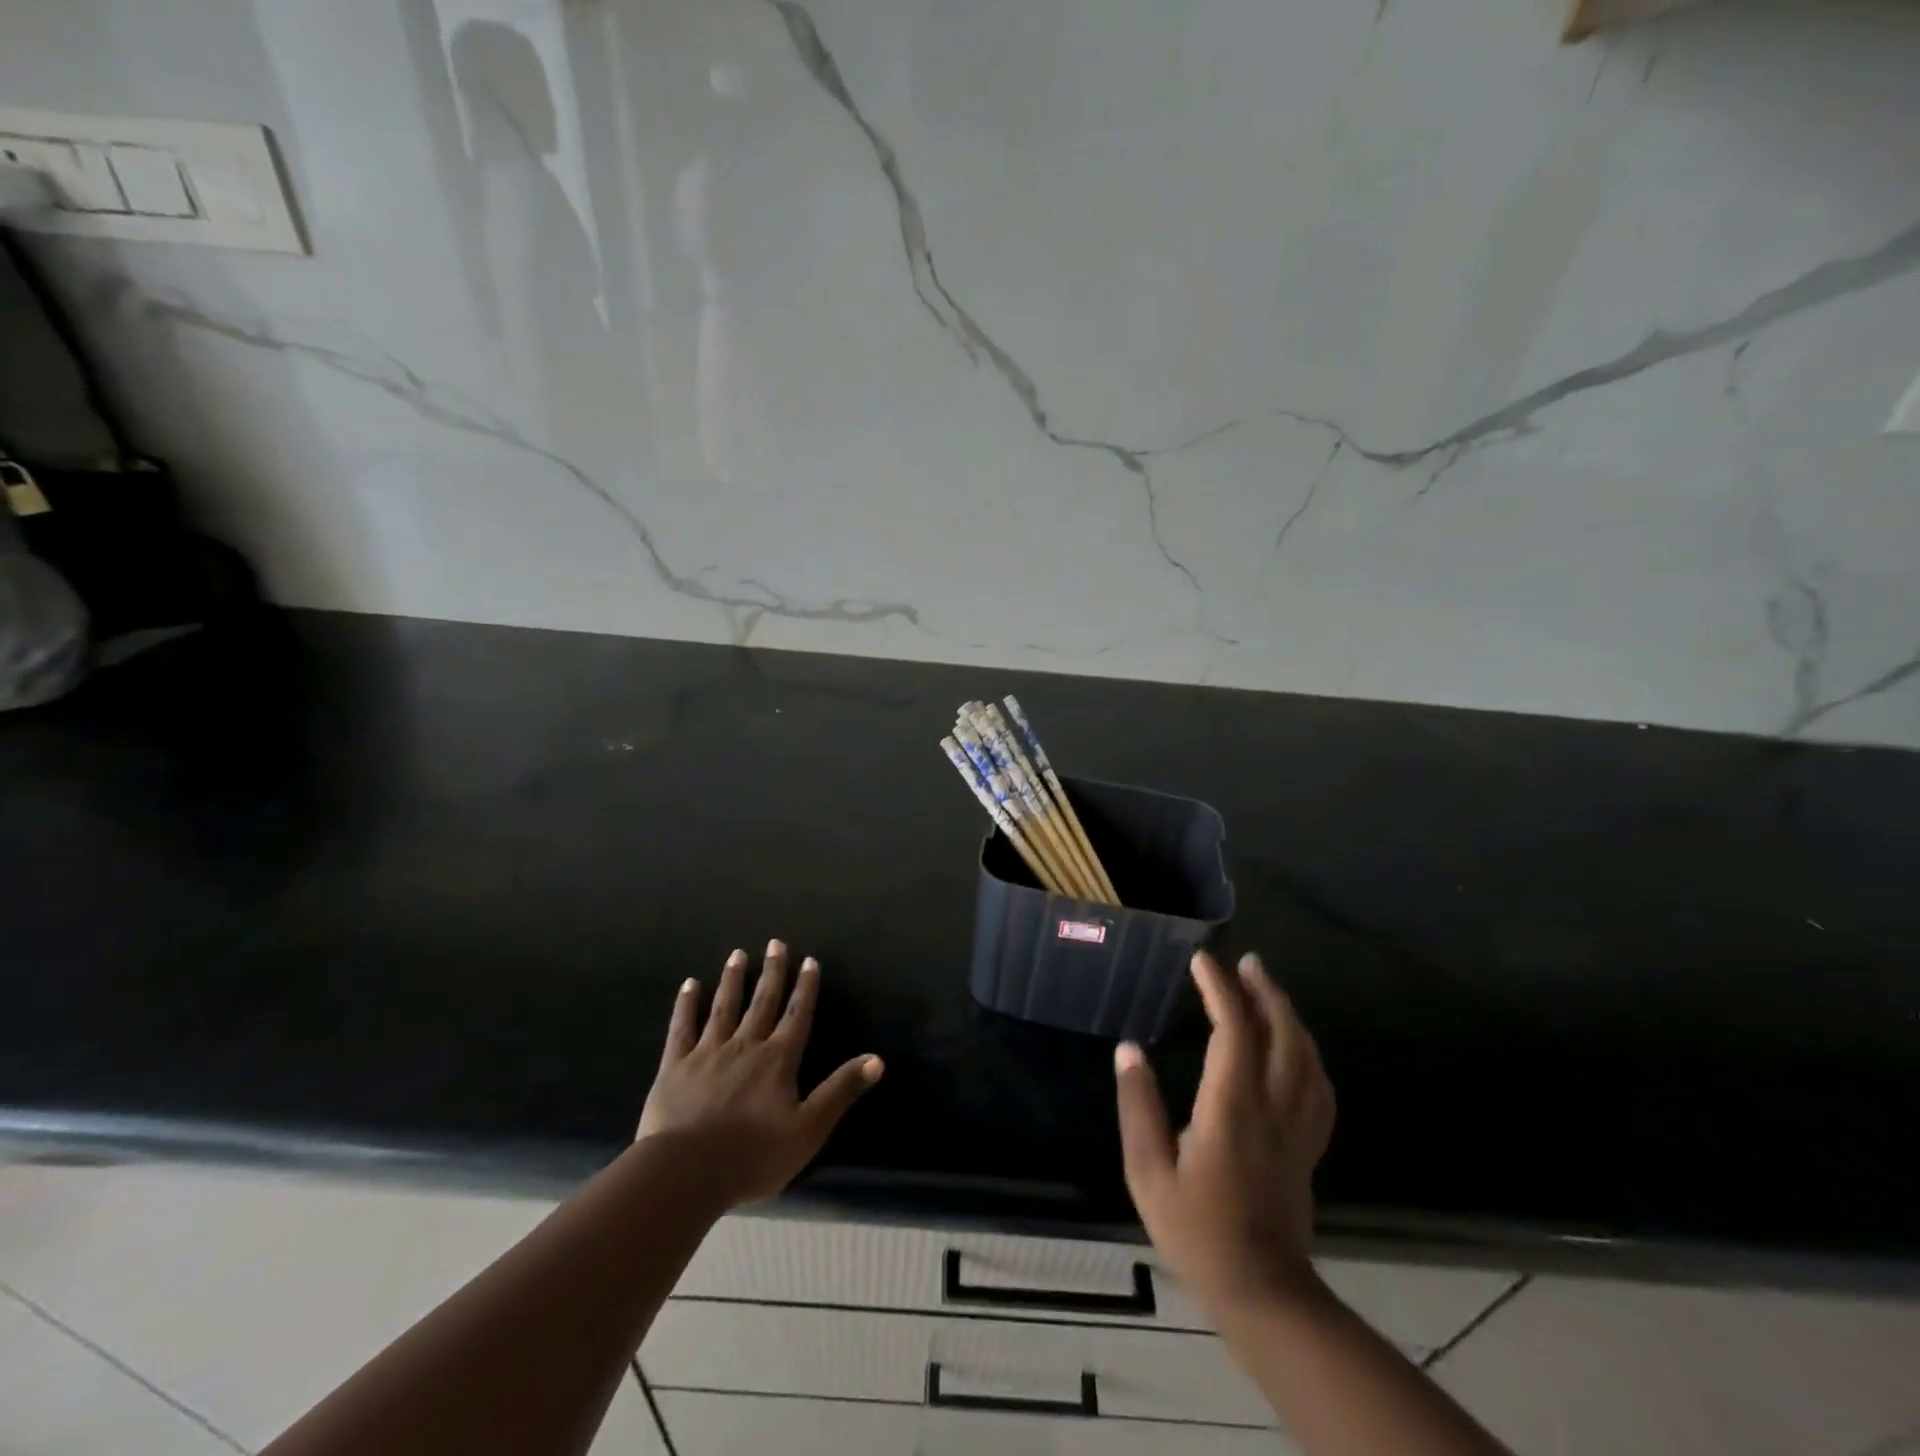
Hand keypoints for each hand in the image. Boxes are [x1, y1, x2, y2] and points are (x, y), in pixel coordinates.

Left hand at [637, 940, 882, 1206]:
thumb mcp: (809, 1129)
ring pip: (724, 1007)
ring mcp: (708, 1052)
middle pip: (762, 1001)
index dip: (805, 988)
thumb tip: (877, 1059)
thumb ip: (841, 1091)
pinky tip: (690, 984)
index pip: (796, 1015)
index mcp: (778, 1059)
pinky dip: (687, 1004)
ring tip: (738, 954)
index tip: (809, 960)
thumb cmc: (754, 1155)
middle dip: (772, 972)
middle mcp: (746, 1045)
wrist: (687, 1173)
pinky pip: (683, 1027)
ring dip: (733, 980)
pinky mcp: (675, 1066)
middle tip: (775, 943)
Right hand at [1114, 950, 1335, 1316]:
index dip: (1220, 989)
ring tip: (1267, 988)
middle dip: (1264, 991)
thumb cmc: (1195, 1229)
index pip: (1233, 1031)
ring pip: (1306, 1055)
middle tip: (1246, 962)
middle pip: (1281, 1033)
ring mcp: (1298, 1127)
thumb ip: (1137, 1106)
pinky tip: (1296, 1044)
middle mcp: (1272, 1108)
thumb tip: (1128, 1049)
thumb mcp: (1147, 1171)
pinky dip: (1308, 1052)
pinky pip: (1318, 1086)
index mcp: (1231, 1108)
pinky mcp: (1309, 1145)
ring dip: (1288, 1014)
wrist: (1260, 1290)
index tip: (1201, 962)